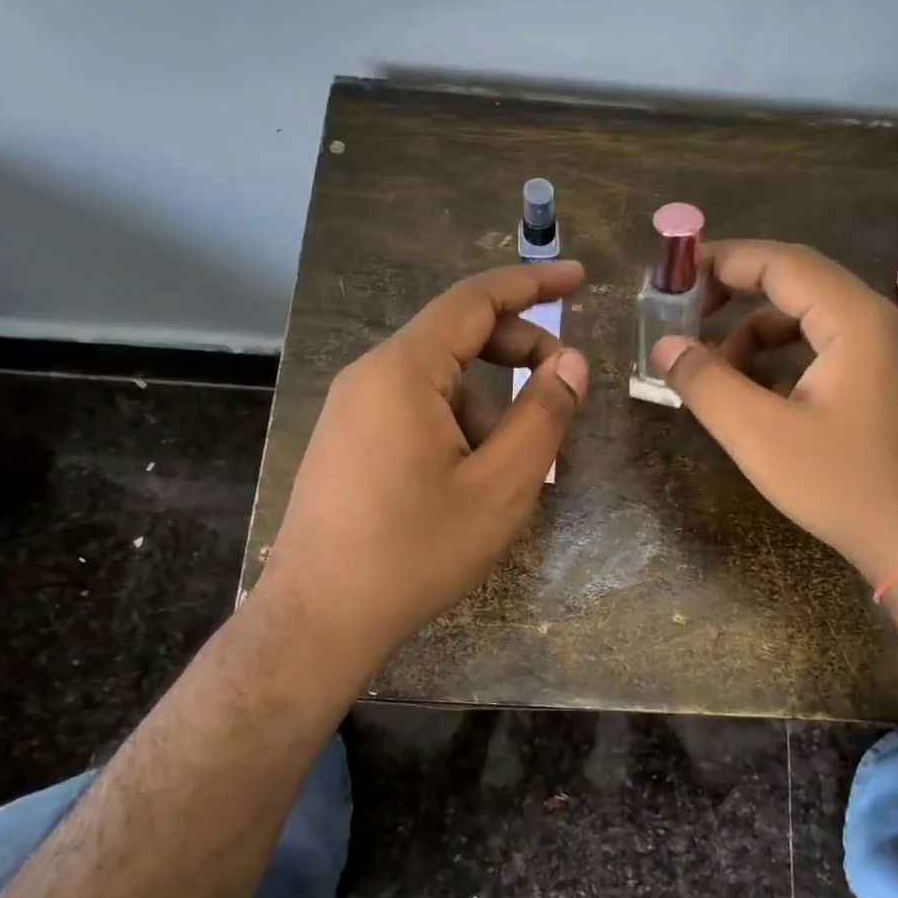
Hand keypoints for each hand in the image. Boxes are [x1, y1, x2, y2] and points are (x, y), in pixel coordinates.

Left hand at [260, 261, 587, 674]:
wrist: (319, 619)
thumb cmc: (415, 551)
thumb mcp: (501, 487)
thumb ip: (545, 416)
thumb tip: (571, 364)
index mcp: (404, 370)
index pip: (476, 300)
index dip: (532, 283)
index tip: (579, 279)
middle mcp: (372, 375)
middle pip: (458, 338)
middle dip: (520, 354)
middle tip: (566, 390)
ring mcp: (353, 409)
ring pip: (441, 382)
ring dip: (491, 405)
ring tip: (516, 466)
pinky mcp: (349, 441)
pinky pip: (416, 410)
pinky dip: (459, 425)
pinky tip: (473, 479)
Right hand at [650, 241, 897, 591]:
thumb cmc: (842, 485)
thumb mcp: (759, 435)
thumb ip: (706, 383)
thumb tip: (664, 345)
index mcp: (856, 320)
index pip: (781, 263)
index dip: (723, 260)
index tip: (675, 274)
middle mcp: (878, 321)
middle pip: (797, 281)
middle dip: (735, 292)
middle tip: (685, 314)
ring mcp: (888, 350)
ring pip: (809, 317)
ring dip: (756, 332)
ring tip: (716, 371)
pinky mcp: (886, 379)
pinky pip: (825, 346)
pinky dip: (783, 356)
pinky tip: (757, 394)